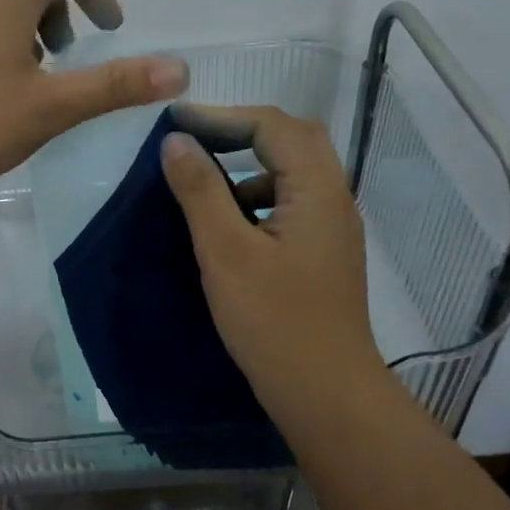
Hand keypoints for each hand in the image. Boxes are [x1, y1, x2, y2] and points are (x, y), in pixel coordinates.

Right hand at [160, 104, 386, 421]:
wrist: (325, 393)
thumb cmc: (273, 321)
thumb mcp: (225, 252)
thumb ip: (200, 190)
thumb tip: (176, 140)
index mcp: (317, 189)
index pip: (272, 126)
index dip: (221, 115)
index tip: (174, 122)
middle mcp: (334, 198)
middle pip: (293, 139)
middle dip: (241, 131)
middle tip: (194, 138)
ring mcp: (333, 227)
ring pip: (294, 170)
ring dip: (251, 163)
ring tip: (205, 179)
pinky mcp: (324, 252)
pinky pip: (293, 201)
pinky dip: (259, 195)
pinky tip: (231, 223)